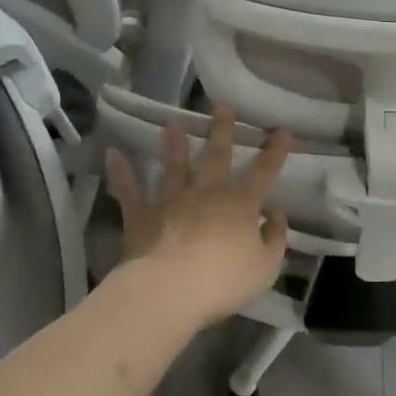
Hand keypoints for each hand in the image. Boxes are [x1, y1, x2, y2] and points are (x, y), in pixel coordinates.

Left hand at [104, 105, 292, 328]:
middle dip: (222, 130)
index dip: (275, 152)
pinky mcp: (142, 214)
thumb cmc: (224, 280)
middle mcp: (207, 192)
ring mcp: (172, 199)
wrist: (171, 290)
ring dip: (174, 143)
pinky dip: (121, 172)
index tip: (283, 131)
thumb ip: (276, 238)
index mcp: (240, 204)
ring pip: (173, 165)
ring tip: (173, 122)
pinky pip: (130, 190)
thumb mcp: (266, 266)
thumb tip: (276, 214)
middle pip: (217, 155)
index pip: (264, 172)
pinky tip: (113, 153)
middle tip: (221, 106)